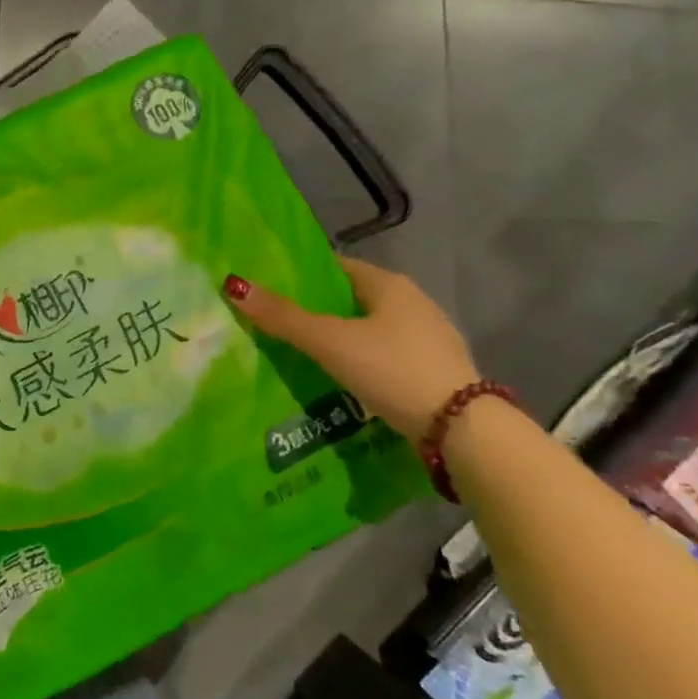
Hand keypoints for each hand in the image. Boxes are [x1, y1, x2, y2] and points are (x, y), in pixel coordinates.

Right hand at [225, 259, 479, 442]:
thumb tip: (233, 285)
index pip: (336, 267)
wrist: (464, 431)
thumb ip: (283, 317)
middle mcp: (414, 302)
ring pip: (371, 329)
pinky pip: (387, 356)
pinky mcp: (436, 370)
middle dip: (319, 310)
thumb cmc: (392, 369)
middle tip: (280, 325)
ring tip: (305, 356)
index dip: (303, 276)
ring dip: (342, 338)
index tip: (271, 291)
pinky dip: (364, 362)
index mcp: (389, 284)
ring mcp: (430, 338)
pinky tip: (346, 381)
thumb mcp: (330, 342)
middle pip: (353, 299)